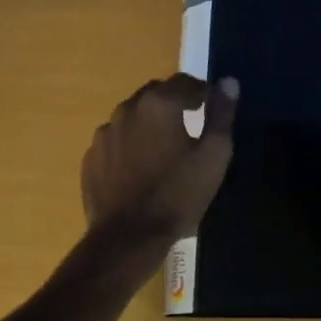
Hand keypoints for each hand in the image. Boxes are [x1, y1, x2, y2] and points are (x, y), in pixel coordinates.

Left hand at [81, 74, 238, 240]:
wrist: (128, 238)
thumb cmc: (178, 195)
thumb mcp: (214, 156)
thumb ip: (222, 114)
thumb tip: (229, 82)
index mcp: (159, 103)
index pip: (186, 82)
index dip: (203, 92)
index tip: (213, 109)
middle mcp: (127, 109)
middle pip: (156, 94)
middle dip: (175, 103)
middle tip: (191, 127)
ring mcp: (104, 133)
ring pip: (133, 116)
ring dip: (149, 123)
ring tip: (164, 149)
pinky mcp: (91, 157)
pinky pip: (116, 140)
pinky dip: (130, 145)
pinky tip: (140, 168)